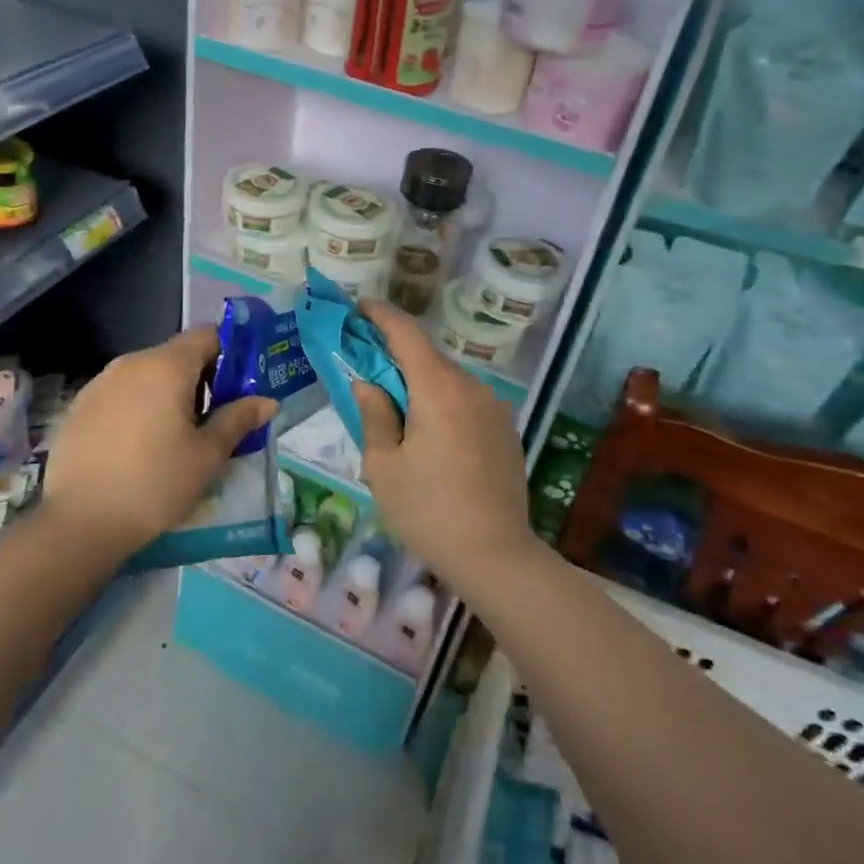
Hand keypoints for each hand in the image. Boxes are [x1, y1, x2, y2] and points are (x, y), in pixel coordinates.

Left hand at [43, 326, 276, 553]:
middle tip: (217, 418)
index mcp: (166, 366)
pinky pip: (121, 395)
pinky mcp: (79, 408)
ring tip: (178, 436)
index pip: (207, 335)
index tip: (242, 383)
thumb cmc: (155, 484)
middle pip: (176, 356)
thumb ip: (238, 420)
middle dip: (202, 379)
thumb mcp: (207, 456)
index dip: (230, 352)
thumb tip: (267, 401)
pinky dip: (139, 408)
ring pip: (147, 376)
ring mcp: (99, 384)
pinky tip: (141, 447)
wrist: (79, 523)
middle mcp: (130, 363)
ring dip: (169, 394)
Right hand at [350, 300, 536, 589]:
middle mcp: (471, 388)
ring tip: (395, 407)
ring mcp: (494, 409)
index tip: (358, 308)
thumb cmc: (428, 510)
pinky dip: (441, 403)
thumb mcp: (383, 465)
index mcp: (438, 388)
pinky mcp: (505, 432)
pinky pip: (466, 403)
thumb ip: (373, 415)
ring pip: (448, 381)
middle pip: (428, 356)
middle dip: (395, 354)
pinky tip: (429, 434)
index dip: (380, 315)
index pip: (406, 333)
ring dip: (419, 382)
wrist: (495, 556)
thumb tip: (368, 384)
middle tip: (365, 364)